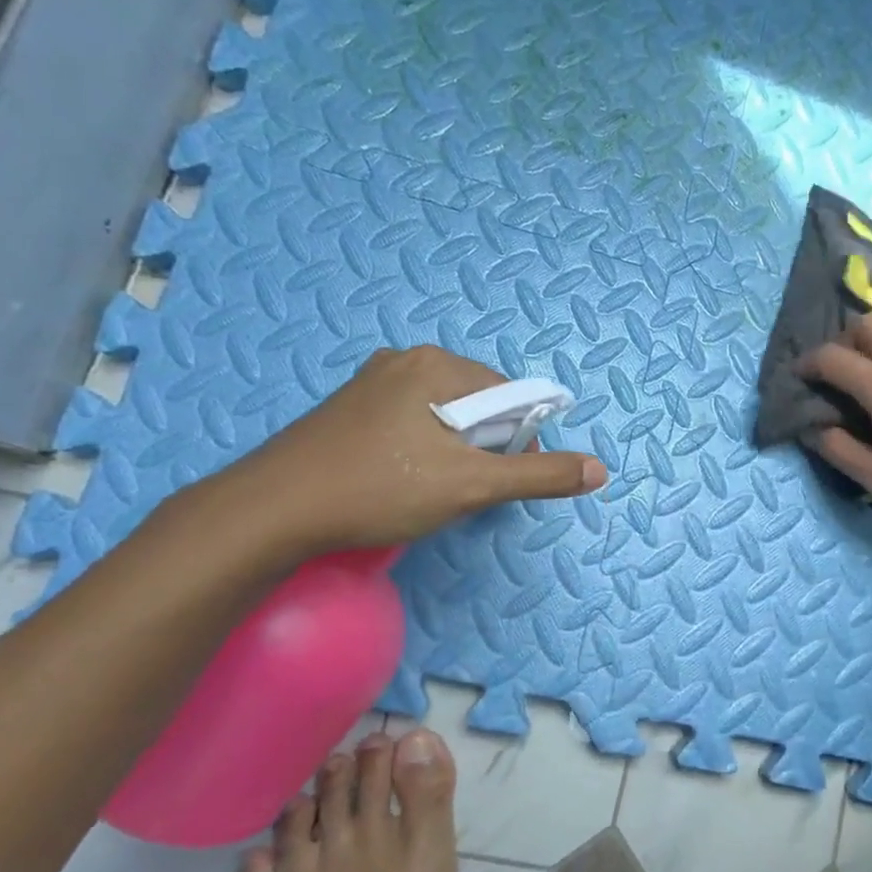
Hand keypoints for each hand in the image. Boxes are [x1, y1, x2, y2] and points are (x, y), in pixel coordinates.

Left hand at [208, 346, 606, 558]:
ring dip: (454, 453)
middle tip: (461, 489)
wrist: (272, 511)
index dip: (519, 442)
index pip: (511, 396)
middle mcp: (405, 360)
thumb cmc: (380, 489)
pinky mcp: (349, 409)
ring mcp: (372, 383)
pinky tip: (400, 482)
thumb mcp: (472, 485)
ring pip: (443, 417)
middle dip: (483, 448)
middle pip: (478, 404)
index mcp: (436, 364)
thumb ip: (539, 475)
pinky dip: (421, 451)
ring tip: (429, 490)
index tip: (498, 480)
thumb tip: (600, 470)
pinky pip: (410, 423)